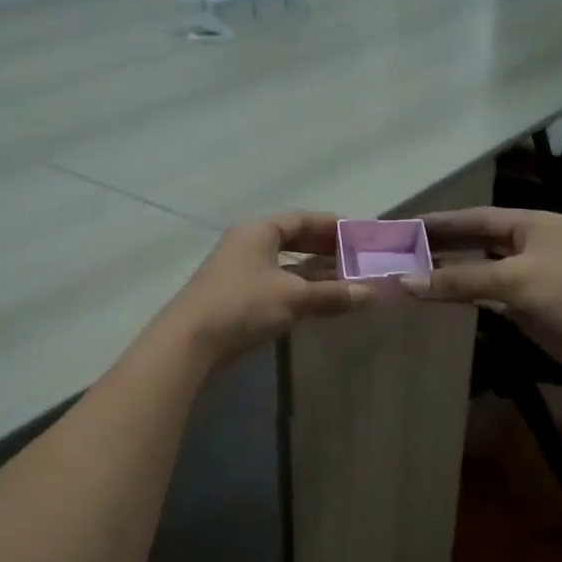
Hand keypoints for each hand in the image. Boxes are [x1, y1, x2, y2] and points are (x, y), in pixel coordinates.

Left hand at [159, 212, 374, 364]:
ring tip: (348, 283)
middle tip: (359, 260)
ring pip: (285, 266)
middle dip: (327, 250)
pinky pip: (276, 285)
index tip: (361, 235)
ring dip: (315, 274)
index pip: (302, 219)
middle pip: (293, 241)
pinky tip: (319, 302)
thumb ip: (333, 294)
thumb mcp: (293, 298)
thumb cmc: (243, 306)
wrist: (189, 343)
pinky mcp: (236, 298)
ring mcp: (239, 272)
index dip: (333, 226)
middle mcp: (247, 245)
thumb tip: (372, 293)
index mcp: (258, 231)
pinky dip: (299, 291)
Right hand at [404, 208, 561, 368]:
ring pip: (480, 269)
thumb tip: (406, 282)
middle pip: (476, 241)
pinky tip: (440, 295)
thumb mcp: (514, 279)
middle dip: (442, 245)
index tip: (406, 225)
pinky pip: (488, 294)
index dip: (441, 221)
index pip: (476, 218)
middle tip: (402, 249)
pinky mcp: (529, 305)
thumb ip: (460, 280)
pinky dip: (465, 294)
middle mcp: (530, 245)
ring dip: (450, 271)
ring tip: (412, 271)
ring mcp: (530, 276)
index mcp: (532, 224)